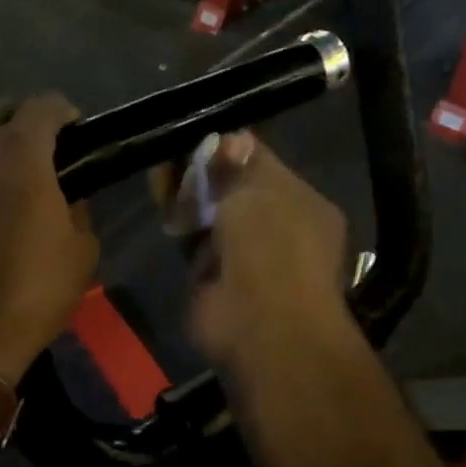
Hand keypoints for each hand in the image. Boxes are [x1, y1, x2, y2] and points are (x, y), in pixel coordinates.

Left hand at [0, 95, 98, 381]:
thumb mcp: (81, 249)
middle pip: (0, 111)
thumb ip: (77, 208)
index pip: (46, 105)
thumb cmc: (31, 289)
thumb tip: (65, 197)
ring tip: (5, 172)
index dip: (67, 114)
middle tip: (42, 154)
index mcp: (19, 150)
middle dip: (24, 124)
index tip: (77, 134)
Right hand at [186, 132, 354, 378]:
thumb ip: (237, 165)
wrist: (263, 327)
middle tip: (172, 160)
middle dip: (203, 175)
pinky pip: (196, 247)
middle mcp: (280, 231)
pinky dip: (182, 233)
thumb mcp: (256, 190)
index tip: (199, 141)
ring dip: (188, 202)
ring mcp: (249, 260)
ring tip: (161, 181)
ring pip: (212, 219)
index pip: (264, 167)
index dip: (231, 151)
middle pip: (234, 193)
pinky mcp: (218, 284)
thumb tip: (231, 139)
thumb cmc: (271, 246)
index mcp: (304, 204)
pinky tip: (166, 215)